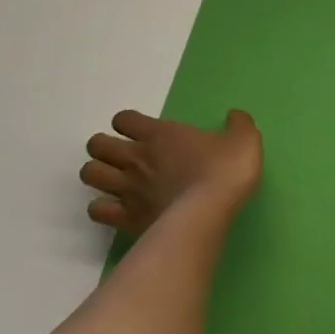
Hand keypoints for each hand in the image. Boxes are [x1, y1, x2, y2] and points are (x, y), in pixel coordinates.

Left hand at [80, 109, 261, 232]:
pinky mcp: (125, 217)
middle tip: (124, 156)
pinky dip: (103, 208)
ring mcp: (126, 188)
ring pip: (89, 174)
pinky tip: (118, 209)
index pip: (124, 119)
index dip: (129, 123)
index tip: (143, 131)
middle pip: (97, 145)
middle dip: (104, 148)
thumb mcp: (244, 140)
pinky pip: (97, 210)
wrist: (209, 211)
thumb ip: (239, 125)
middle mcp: (135, 157)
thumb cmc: (225, 170)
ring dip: (99, 174)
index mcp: (159, 134)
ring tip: (116, 180)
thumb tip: (235, 116)